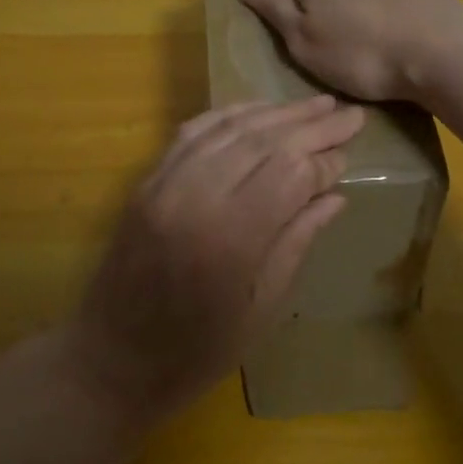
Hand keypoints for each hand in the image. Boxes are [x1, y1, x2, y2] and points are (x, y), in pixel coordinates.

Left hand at [70, 96, 364, 420]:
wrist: (111, 359)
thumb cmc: (197, 352)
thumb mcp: (262, 309)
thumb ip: (296, 241)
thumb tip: (334, 195)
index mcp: (231, 239)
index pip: (290, 174)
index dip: (324, 161)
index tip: (350, 156)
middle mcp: (197, 197)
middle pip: (264, 142)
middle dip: (311, 124)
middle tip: (349, 112)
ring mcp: (166, 183)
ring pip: (229, 129)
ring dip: (275, 113)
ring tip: (315, 104)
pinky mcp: (147, 181)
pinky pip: (192, 133)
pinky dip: (229, 116)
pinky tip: (257, 111)